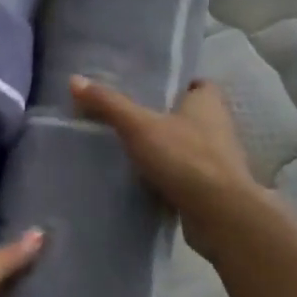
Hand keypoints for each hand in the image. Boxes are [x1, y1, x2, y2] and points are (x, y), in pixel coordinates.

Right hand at [70, 76, 255, 239]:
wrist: (221, 217)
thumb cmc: (185, 158)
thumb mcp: (139, 125)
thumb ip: (108, 103)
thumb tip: (74, 79)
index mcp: (208, 103)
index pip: (195, 83)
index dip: (175, 82)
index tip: (147, 85)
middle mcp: (218, 127)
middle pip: (188, 114)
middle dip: (163, 114)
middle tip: (128, 112)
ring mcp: (218, 161)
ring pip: (186, 145)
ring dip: (165, 146)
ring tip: (129, 144)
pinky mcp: (212, 190)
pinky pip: (185, 174)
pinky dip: (168, 174)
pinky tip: (142, 177)